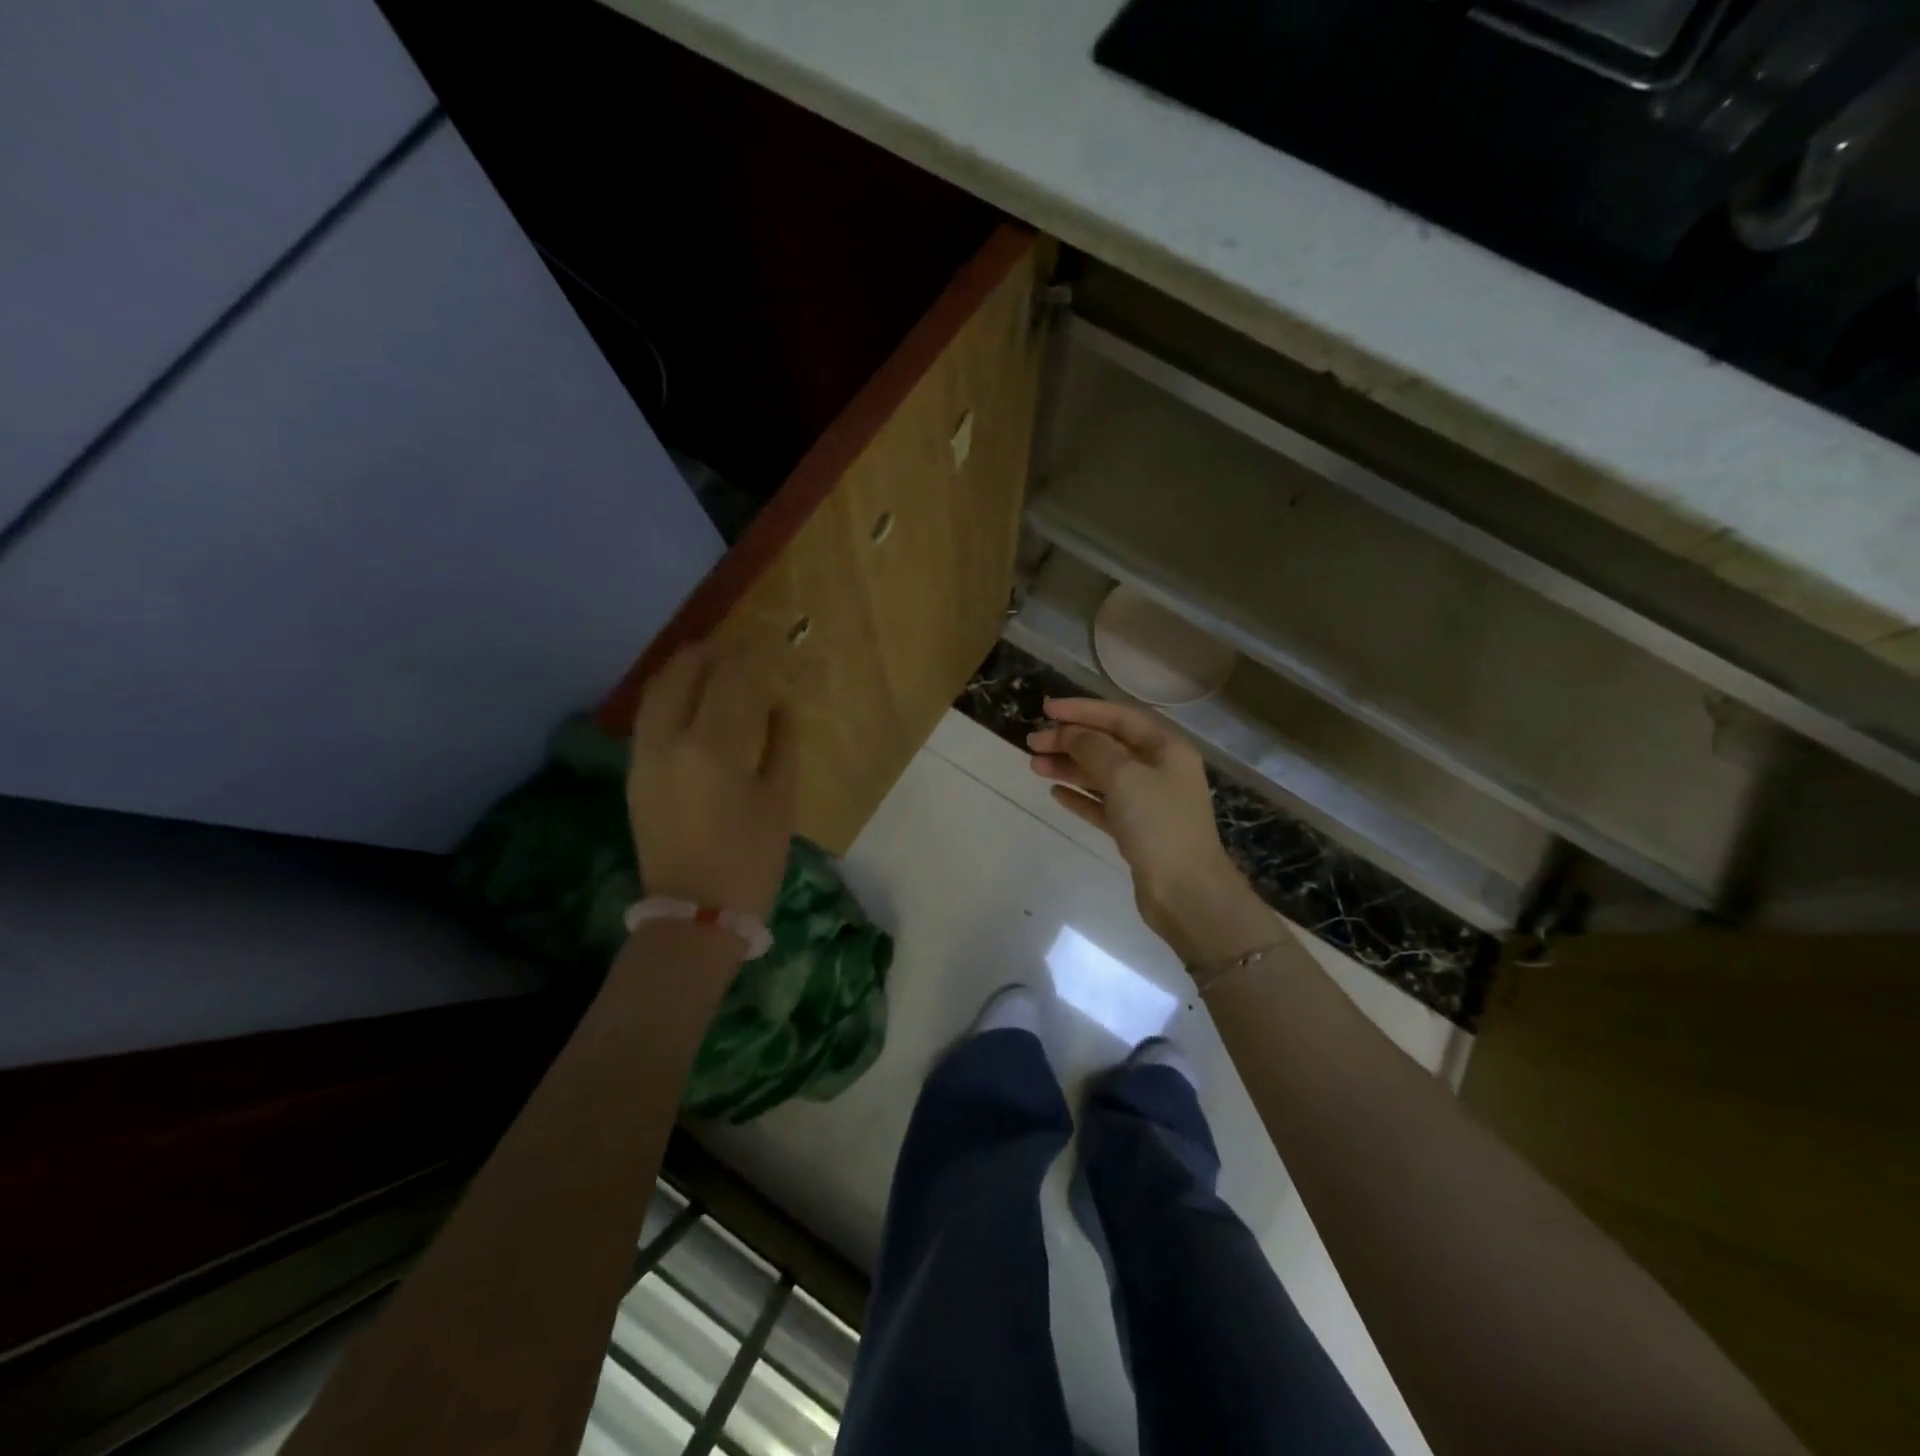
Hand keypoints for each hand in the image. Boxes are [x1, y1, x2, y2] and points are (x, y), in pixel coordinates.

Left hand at [627, 645, 796, 921]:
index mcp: (712, 747)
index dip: (749, 657)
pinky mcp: (634, 774)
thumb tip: (779, 704)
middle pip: (681, 674)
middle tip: (734, 648)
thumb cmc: (751, 858)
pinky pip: (647, 718)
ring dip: (682, 671)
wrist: (696, 912)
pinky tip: (689, 701)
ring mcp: (643, 757)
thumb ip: (781, 742)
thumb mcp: (781, 799)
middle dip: (708, 654)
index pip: (729, 680)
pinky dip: (667, 697)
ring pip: (655, 693)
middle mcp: (668, 741)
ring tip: (708, 664)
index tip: (766, 647)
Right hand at [1029, 697, 1275, 966]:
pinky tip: (1055, 793)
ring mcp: (1149, 802)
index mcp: (1167, 748)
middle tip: (1032, 742)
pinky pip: (1103, 804)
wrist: (1186, 892)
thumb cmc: (1158, 824)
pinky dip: (1081, 796)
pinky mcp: (1137, 831)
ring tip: (1034, 766)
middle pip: (1109, 745)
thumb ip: (1093, 747)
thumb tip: (1070, 732)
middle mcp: (1160, 769)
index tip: (1046, 709)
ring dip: (1070, 767)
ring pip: (1103, 775)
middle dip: (1071, 740)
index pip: (1120, 716)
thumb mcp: (1124, 776)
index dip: (1082, 710)